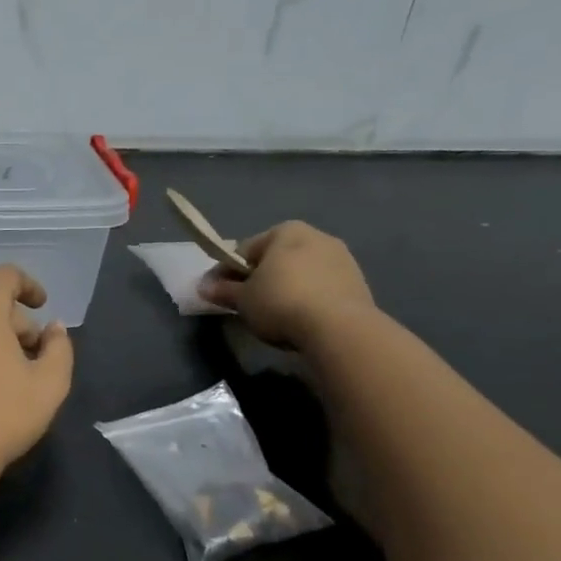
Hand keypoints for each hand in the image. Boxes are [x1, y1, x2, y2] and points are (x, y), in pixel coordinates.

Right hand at [196, 221, 374, 349]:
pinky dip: (307, 299)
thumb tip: (202, 287)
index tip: (217, 292)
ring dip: (284, 289)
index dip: (227, 272)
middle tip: (245, 304)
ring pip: (300, 274)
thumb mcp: (242, 299)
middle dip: (259, 279)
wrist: (339, 329)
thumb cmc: (281, 302)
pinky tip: (299, 320)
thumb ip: (222, 290)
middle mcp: (317, 236)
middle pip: (275, 260)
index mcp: (285, 231)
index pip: (244, 250)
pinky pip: (321, 289)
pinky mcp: (358, 283)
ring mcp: (342, 259)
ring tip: (273, 316)